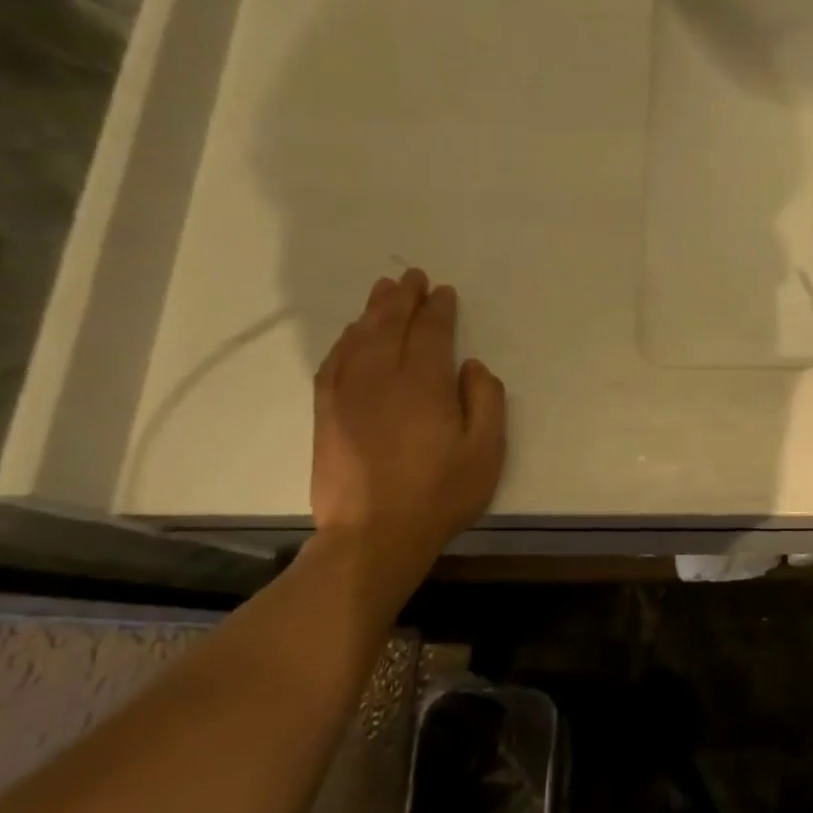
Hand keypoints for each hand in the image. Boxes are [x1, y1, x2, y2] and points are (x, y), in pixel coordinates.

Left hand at [311, 269, 505, 584]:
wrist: (373, 535)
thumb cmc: (440, 494)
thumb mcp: (486, 451)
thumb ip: (486, 401)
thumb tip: (472, 367)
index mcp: (422, 384)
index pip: (429, 332)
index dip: (438, 309)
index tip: (444, 292)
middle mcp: (380, 378)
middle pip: (388, 325)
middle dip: (402, 298)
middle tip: (412, 277)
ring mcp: (346, 394)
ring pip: (357, 338)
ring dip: (372, 311)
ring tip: (383, 292)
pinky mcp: (326, 413)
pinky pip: (333, 362)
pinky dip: (344, 341)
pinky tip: (351, 335)